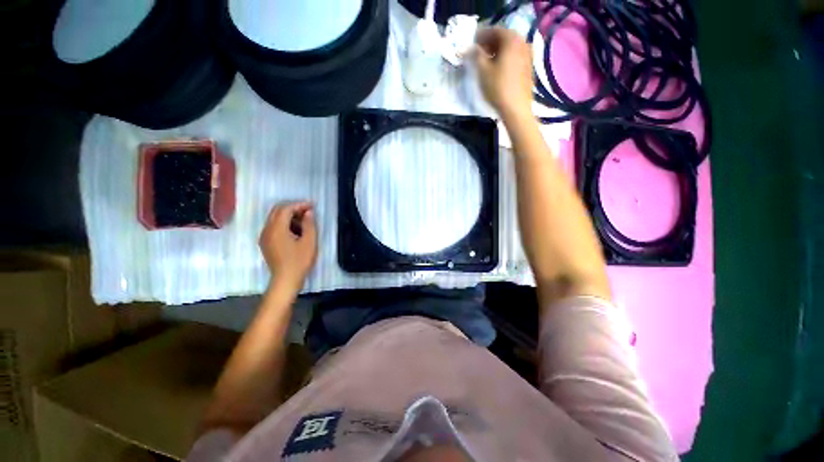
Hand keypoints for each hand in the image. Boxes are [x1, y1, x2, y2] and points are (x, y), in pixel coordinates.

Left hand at [259, 202, 317, 289]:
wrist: (286, 280)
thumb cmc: (299, 261)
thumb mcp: (309, 241)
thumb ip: (309, 224)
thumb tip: (308, 212)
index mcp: (277, 228)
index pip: (286, 209)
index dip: (299, 204)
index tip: (312, 206)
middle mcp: (267, 230)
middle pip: (277, 211)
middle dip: (293, 208)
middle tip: (308, 211)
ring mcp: (264, 237)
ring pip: (274, 218)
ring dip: (288, 215)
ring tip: (304, 221)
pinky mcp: (266, 243)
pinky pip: (273, 227)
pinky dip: (284, 223)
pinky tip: (295, 230)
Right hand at [474, 27, 533, 120]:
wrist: (516, 108)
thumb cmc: (498, 88)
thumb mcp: (482, 70)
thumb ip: (476, 55)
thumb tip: (472, 47)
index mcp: (511, 39)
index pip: (494, 30)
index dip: (481, 35)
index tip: (471, 43)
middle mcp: (523, 42)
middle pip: (504, 38)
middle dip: (490, 43)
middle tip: (478, 51)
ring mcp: (528, 55)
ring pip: (510, 48)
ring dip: (497, 51)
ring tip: (486, 61)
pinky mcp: (529, 67)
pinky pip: (515, 57)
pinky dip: (505, 58)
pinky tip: (498, 68)